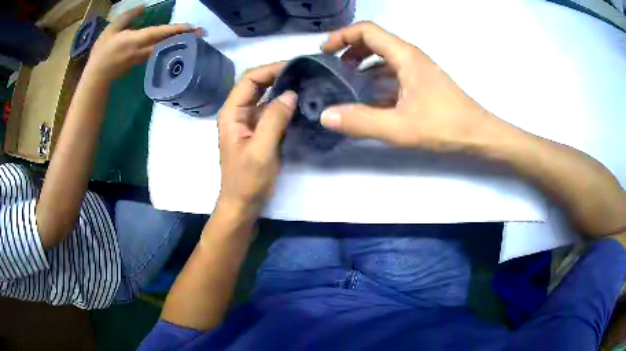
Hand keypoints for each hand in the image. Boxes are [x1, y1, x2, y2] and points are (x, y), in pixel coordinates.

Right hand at [86, 6, 194, 82]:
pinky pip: (156, 54)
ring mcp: (141, 59)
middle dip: (184, 37)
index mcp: (135, 40)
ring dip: (177, 43)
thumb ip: (128, 17)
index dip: (175, 30)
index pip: (159, 33)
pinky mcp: (139, 64)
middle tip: (201, 33)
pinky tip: (173, 45)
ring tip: (192, 37)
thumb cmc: (101, 51)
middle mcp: (141, 51)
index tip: (190, 27)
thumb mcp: (112, 29)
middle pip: (166, 43)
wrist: (96, 76)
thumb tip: (143, 7)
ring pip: (163, 49)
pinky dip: (167, 48)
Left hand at [217, 63, 296, 218]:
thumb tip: (291, 94)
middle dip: (278, 75)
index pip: (249, 80)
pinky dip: (285, 105)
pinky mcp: (260, 132)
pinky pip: (272, 112)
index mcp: (232, 113)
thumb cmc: (247, 180)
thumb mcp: (260, 150)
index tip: (294, 66)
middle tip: (304, 72)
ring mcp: (250, 122)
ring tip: (306, 83)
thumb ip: (274, 120)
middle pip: (257, 84)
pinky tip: (301, 103)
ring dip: (283, 89)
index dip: (270, 69)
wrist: (243, 205)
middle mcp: (239, 113)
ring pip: (266, 97)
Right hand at [319, 22, 502, 151]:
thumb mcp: (400, 127)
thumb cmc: (444, 126)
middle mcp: (411, 56)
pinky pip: (393, 70)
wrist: (478, 134)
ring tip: (346, 78)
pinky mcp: (422, 81)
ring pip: (384, 55)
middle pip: (374, 39)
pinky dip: (376, 76)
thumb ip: (361, 121)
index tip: (325, 51)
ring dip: (362, 61)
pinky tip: (369, 95)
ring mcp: (418, 68)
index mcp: (405, 56)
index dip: (342, 36)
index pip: (367, 31)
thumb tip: (326, 115)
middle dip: (349, 47)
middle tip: (332, 64)